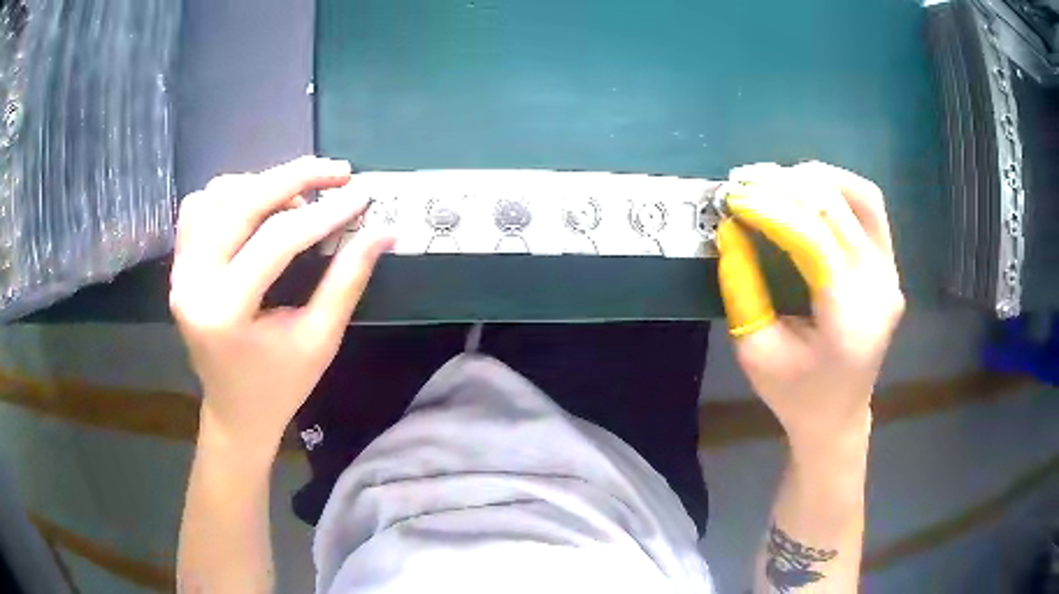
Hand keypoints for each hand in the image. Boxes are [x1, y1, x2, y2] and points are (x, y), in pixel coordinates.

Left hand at [170, 156, 393, 454]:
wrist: (235, 412)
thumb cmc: (280, 385)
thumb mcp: (320, 339)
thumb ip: (348, 280)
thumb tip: (383, 231)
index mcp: (225, 312)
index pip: (276, 240)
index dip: (325, 213)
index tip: (363, 196)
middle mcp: (192, 282)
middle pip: (241, 202)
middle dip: (294, 178)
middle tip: (338, 172)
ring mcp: (179, 270)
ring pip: (217, 194)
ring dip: (261, 186)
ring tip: (296, 201)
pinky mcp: (179, 265)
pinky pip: (200, 207)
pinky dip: (231, 196)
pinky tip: (257, 210)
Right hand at [716, 162, 904, 444]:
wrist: (837, 415)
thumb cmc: (794, 394)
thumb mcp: (755, 352)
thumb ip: (742, 289)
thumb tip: (731, 229)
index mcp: (848, 321)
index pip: (815, 241)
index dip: (772, 211)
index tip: (734, 197)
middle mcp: (879, 289)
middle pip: (838, 211)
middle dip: (786, 186)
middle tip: (744, 180)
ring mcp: (891, 274)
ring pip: (861, 197)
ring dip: (816, 178)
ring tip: (775, 179)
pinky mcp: (890, 266)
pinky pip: (869, 208)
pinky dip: (837, 188)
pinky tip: (807, 190)